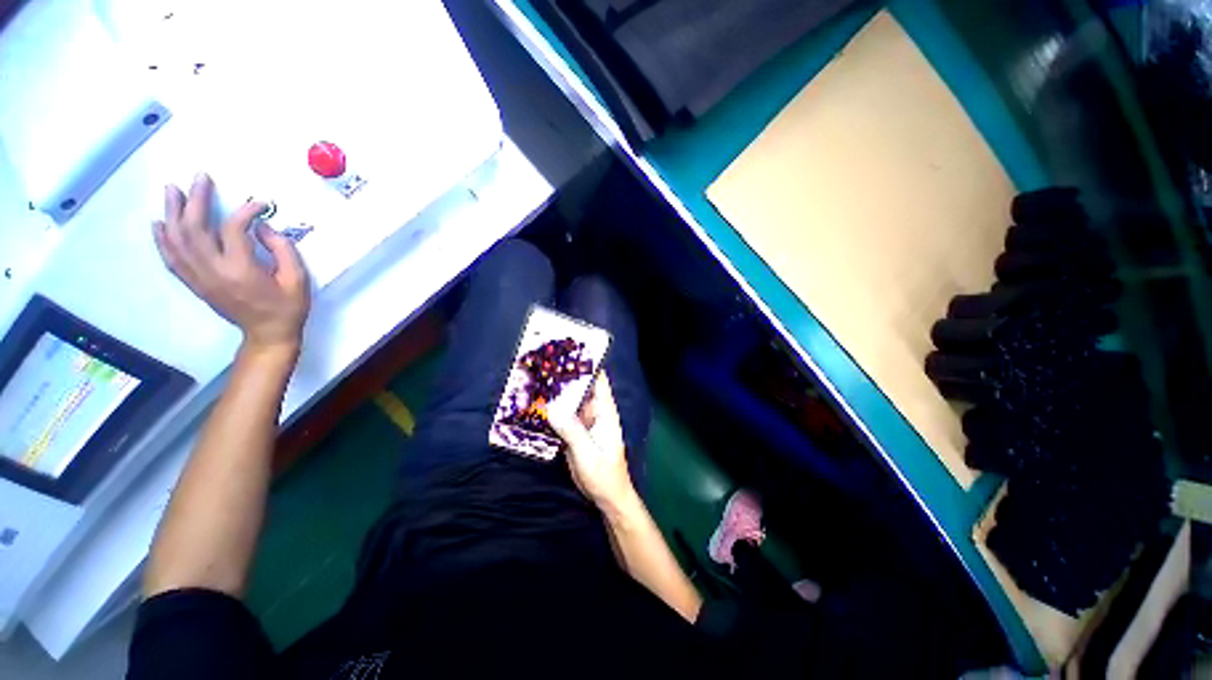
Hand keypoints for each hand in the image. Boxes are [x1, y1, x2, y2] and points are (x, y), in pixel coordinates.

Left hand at [154, 174, 310, 353]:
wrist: (268, 333)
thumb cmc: (288, 306)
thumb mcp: (298, 278)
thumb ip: (283, 249)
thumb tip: (262, 227)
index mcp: (242, 270)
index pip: (234, 229)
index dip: (246, 211)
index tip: (260, 204)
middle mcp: (214, 271)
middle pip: (195, 229)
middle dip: (197, 200)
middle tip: (200, 178)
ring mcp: (200, 278)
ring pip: (177, 241)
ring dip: (172, 213)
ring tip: (173, 191)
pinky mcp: (194, 284)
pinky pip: (171, 259)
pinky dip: (162, 240)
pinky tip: (159, 224)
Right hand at [549, 375, 637, 511]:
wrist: (606, 496)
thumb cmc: (604, 474)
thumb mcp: (587, 453)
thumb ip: (572, 430)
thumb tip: (551, 407)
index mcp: (605, 412)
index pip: (598, 382)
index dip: (588, 366)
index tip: (571, 352)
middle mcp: (595, 412)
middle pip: (581, 388)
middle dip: (567, 377)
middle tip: (546, 363)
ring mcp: (584, 422)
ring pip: (571, 401)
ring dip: (558, 393)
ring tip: (539, 379)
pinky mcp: (575, 432)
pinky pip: (563, 416)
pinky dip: (553, 409)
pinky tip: (538, 404)